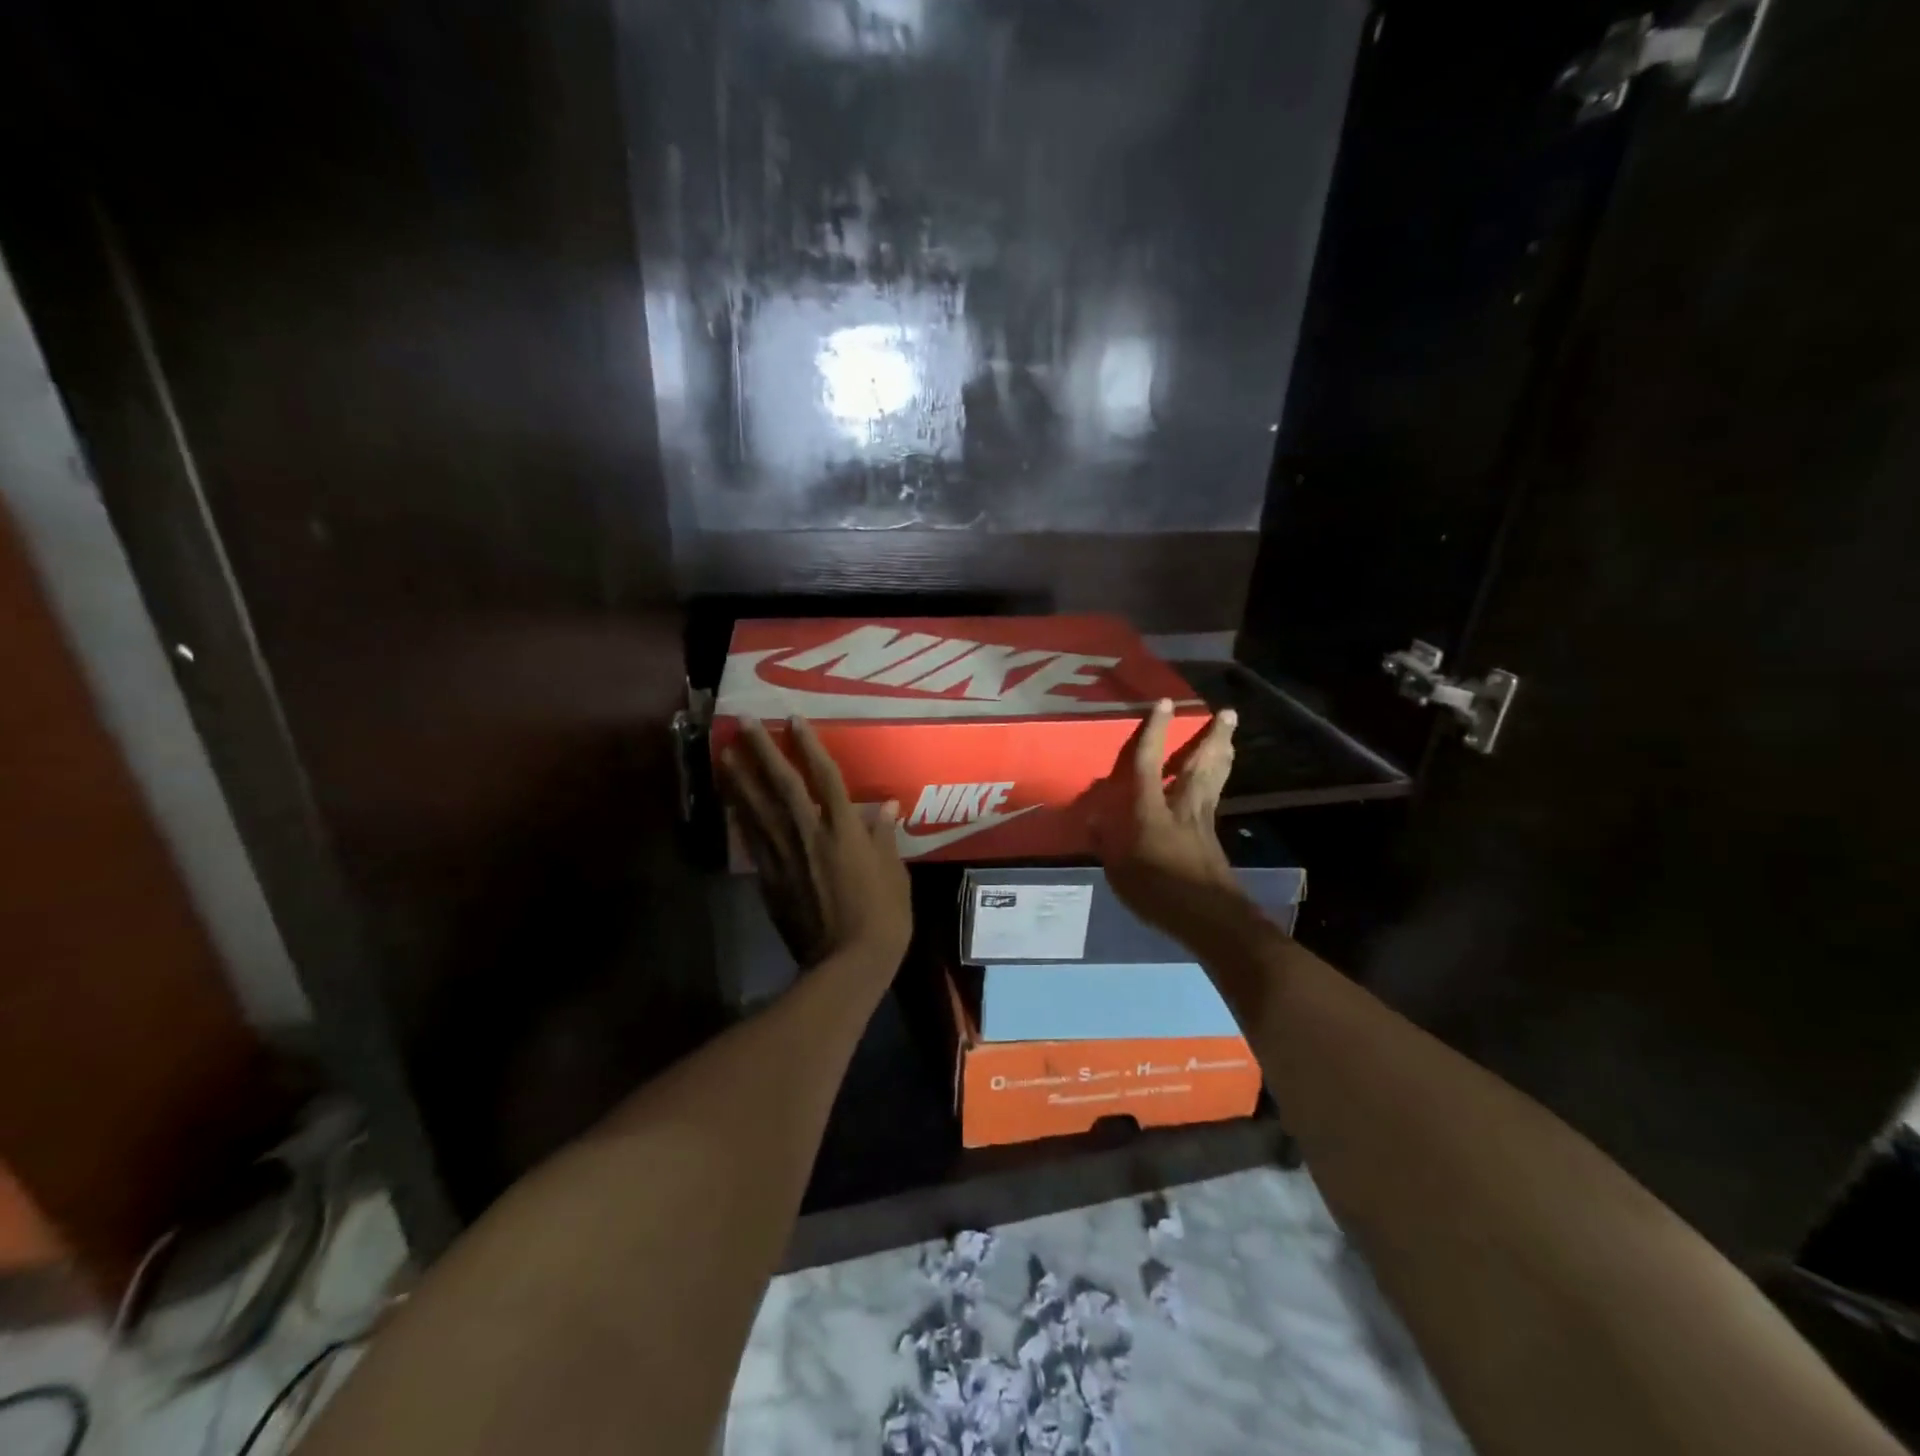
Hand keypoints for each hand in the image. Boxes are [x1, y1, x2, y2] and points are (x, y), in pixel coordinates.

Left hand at [720, 715, 912, 974]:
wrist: (847, 964)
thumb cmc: (883, 917)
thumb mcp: (895, 874)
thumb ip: (885, 838)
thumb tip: (885, 808)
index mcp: (845, 829)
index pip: (825, 776)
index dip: (809, 745)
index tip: (793, 719)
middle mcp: (810, 834)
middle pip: (782, 784)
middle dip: (762, 751)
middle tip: (743, 724)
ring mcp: (785, 856)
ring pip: (758, 808)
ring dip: (740, 779)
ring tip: (724, 753)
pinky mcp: (770, 879)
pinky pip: (752, 840)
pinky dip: (739, 817)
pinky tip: (729, 802)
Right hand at [1088, 699, 1240, 928]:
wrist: (1208, 918)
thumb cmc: (1157, 891)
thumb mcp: (1118, 871)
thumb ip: (1106, 844)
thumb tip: (1094, 823)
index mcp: (1151, 811)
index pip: (1150, 764)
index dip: (1155, 733)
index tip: (1164, 703)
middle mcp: (1181, 808)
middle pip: (1198, 766)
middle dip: (1212, 737)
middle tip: (1228, 712)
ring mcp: (1202, 823)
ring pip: (1213, 780)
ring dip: (1222, 755)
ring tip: (1230, 735)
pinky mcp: (1212, 840)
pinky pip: (1215, 800)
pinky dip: (1219, 783)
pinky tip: (1218, 782)